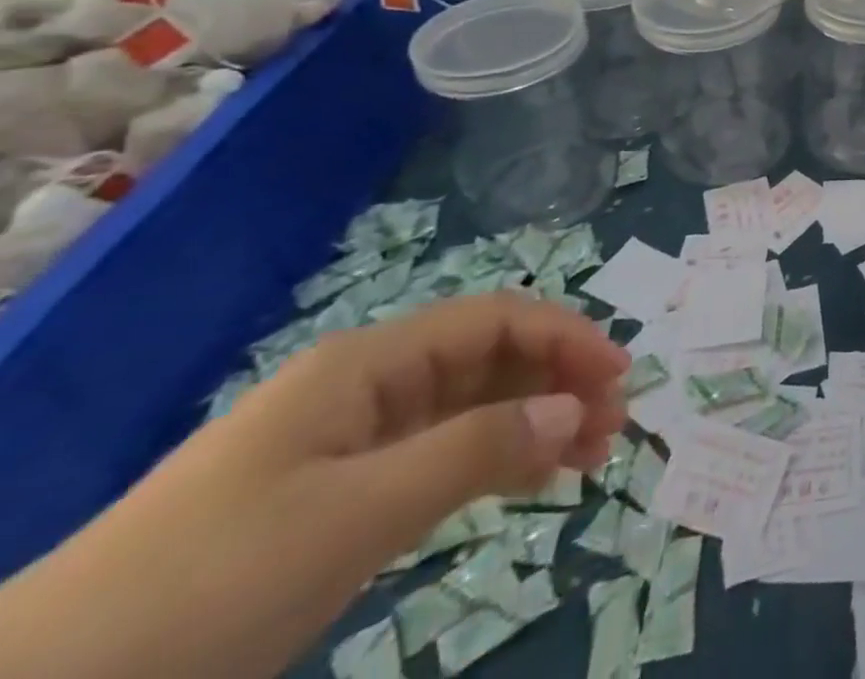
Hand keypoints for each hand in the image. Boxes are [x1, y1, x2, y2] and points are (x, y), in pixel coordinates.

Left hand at [0, 292, 629, 678]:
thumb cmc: (203, 584)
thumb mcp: (351, 515)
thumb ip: (473, 451)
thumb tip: (574, 409)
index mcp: (368, 364)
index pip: (496, 321)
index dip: (565, 337)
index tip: (619, 376)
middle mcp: (368, 386)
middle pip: (490, 360)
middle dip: (559, 381)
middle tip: (612, 429)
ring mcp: (350, 442)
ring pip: (470, 407)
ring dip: (535, 421)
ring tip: (588, 458)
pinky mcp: (336, 496)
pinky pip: (439, 456)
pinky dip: (493, 460)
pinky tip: (528, 479)